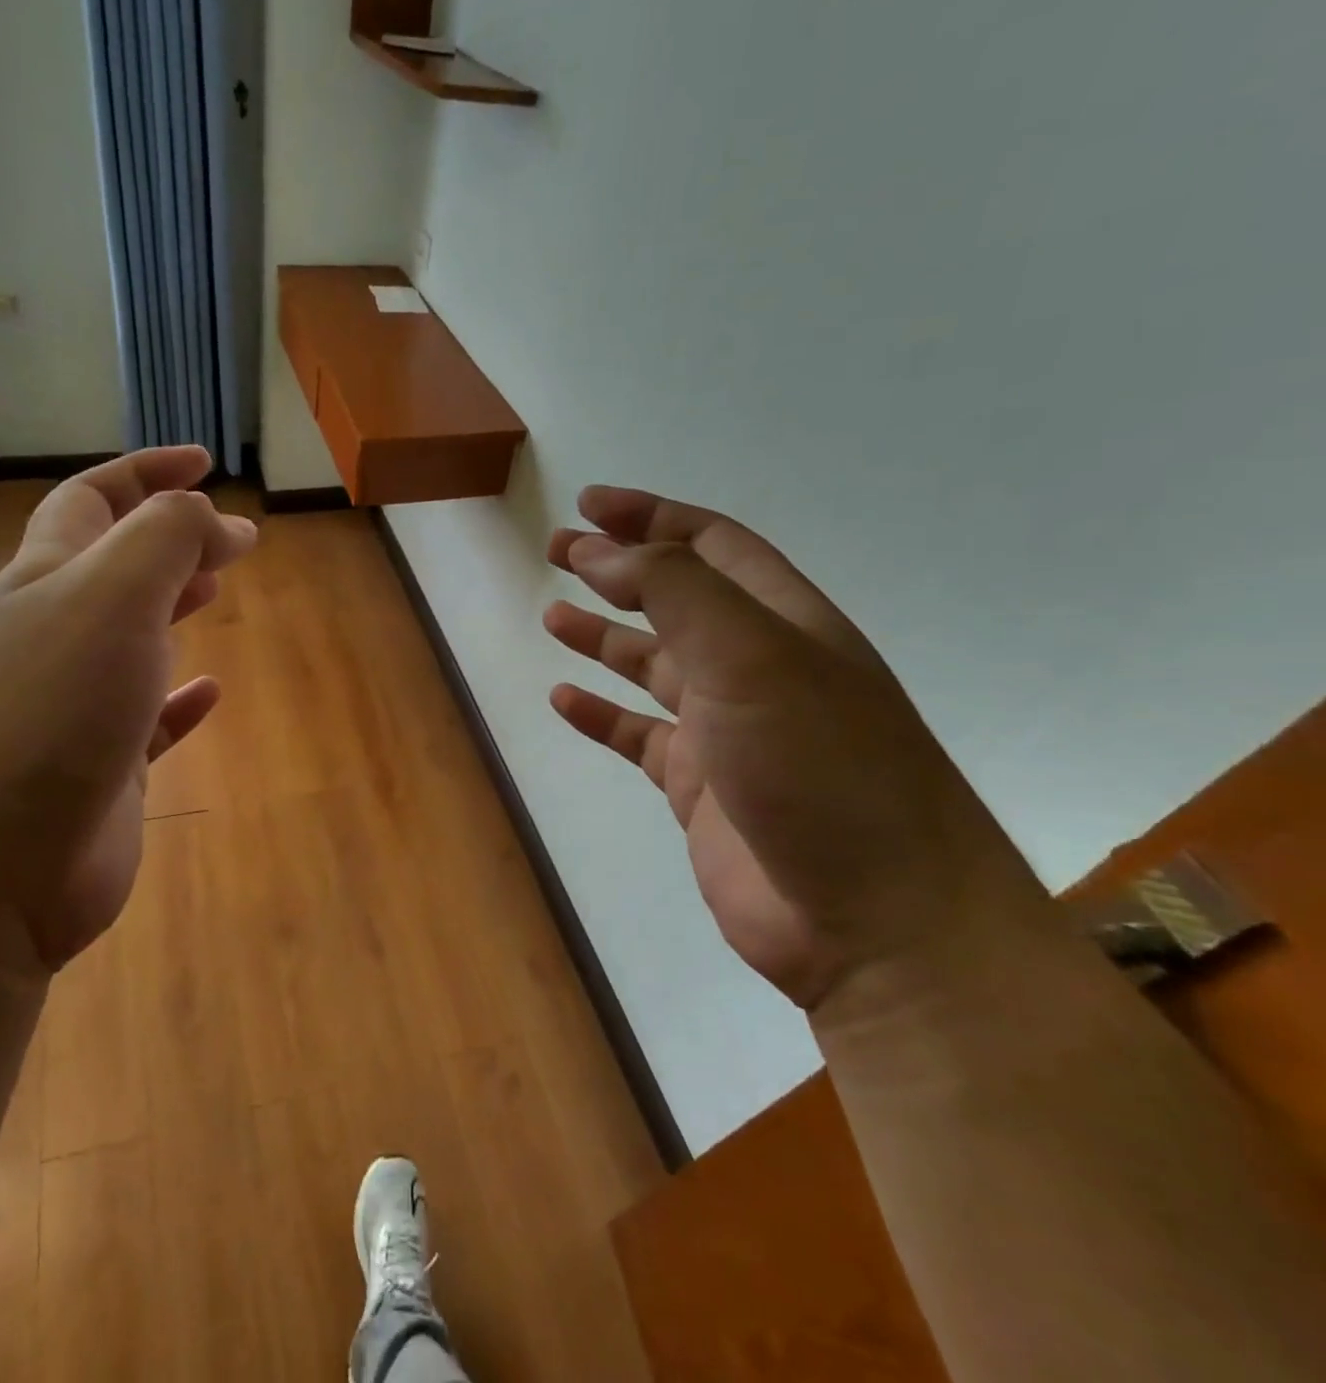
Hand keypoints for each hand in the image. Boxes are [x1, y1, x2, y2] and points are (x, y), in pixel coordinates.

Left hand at [0, 447, 255, 971]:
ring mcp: (74, 707)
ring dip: (171, 607)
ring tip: (217, 591)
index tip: (205, 462)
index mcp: (46, 582)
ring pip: (130, 638)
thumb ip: (165, 539)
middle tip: (227, 536)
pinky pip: (148, 720)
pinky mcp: (100, 770)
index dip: (147, 472)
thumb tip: (213, 517)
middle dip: (167, 538)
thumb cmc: (50, 714)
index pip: (93, 500)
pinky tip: (210, 692)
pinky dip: (179, 700)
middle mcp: (52, 637)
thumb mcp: (112, 599)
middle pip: (111, 566)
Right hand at [544, 485, 1041, 1011]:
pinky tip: (562, 700)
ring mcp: (728, 732)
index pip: (712, 545)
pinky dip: (600, 714)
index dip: (651, 516)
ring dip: (604, 636)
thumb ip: (674, 592)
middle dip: (618, 569)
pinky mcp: (701, 789)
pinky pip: (638, 736)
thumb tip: (603, 552)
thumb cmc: (821, 770)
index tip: (589, 504)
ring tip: (551, 616)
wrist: (876, 923)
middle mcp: (756, 670)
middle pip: (677, 599)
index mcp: (784, 624)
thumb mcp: (751, 657)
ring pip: (653, 667)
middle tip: (557, 550)